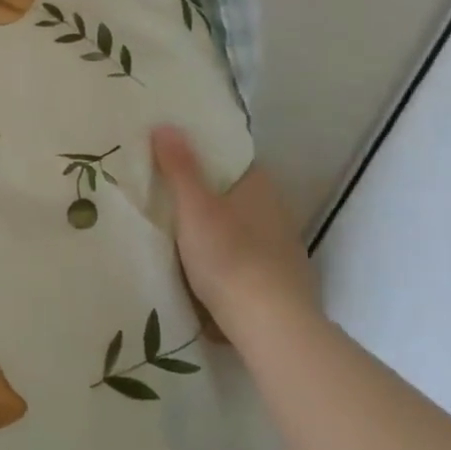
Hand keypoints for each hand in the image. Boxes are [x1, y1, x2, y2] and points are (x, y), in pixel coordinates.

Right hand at [151, 127, 315, 335]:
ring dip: (219, 229)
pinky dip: (229, 258)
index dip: (205, 157)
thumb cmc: (229, 256)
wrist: (270, 325)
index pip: (233, 160)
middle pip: (236, 194)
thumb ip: (180, 168)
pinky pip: (248, 258)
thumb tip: (166, 124)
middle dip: (208, 195)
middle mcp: (278, 211)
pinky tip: (207, 270)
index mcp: (260, 187)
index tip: (175, 160)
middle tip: (169, 196)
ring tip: (182, 233)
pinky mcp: (282, 281)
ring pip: (243, 228)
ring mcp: (284, 248)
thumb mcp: (194, 208)